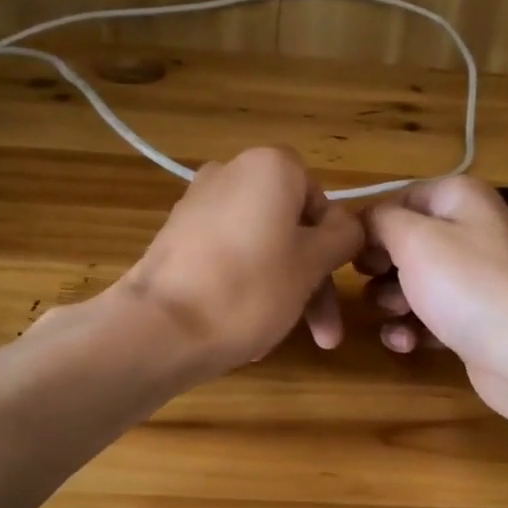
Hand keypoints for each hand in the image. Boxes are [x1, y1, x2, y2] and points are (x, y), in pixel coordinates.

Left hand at [110, 147, 363, 375]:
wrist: (159, 328)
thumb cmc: (249, 289)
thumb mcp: (312, 265)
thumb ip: (342, 238)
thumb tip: (348, 226)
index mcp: (269, 167)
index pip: (319, 197)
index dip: (333, 245)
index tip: (335, 284)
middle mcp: (230, 173)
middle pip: (289, 228)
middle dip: (310, 282)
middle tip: (323, 334)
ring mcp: (197, 205)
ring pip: (259, 248)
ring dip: (280, 292)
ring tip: (279, 341)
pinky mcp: (175, 238)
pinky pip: (226, 259)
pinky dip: (243, 288)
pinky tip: (247, 334)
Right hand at [358, 176, 507, 427]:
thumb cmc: (468, 285)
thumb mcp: (413, 239)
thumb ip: (379, 221)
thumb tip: (364, 224)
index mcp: (460, 198)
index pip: (400, 200)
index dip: (371, 226)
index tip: (350, 255)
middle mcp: (471, 232)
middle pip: (405, 244)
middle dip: (380, 268)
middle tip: (371, 284)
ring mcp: (475, 280)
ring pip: (414, 284)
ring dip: (392, 302)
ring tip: (395, 315)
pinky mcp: (475, 321)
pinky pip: (431, 318)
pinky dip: (414, 329)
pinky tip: (407, 344)